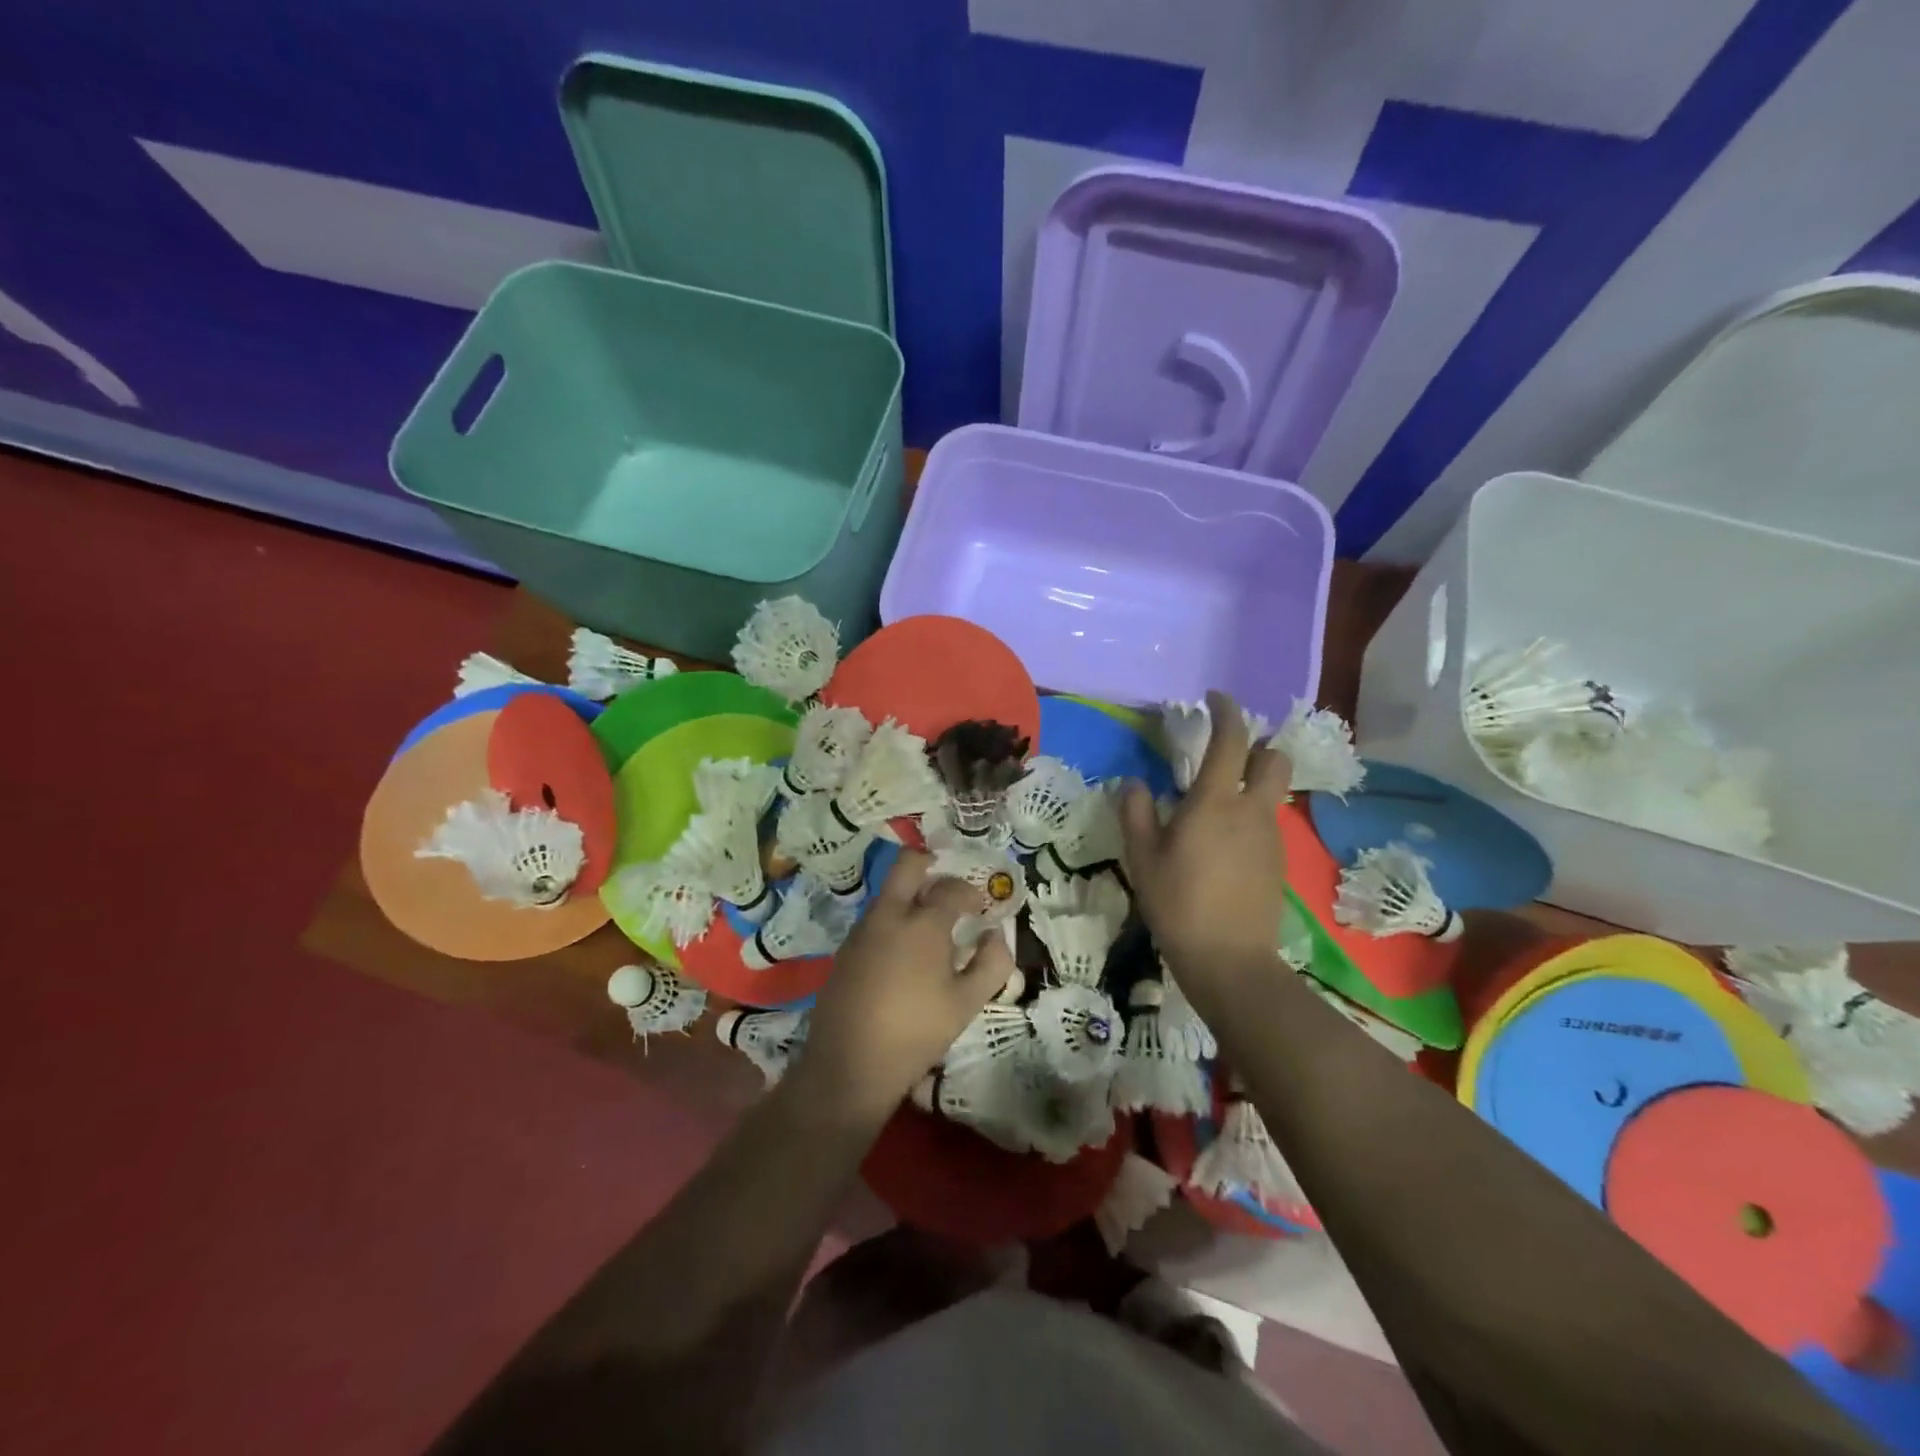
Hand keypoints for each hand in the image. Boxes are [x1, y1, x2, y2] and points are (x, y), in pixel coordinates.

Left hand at [793, 851, 1012, 1123]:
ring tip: (929, 929)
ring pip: (889, 893)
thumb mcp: (967, 1003)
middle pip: (907, 865)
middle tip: (948, 887)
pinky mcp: (845, 949)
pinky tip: (902, 955)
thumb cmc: (916, 1032)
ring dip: (910, 896)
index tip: (979, 909)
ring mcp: (862, 930)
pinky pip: (874, 919)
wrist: (849, 1064)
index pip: (952, 888)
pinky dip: (893, 922)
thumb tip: (996, 935)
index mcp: (923, 923)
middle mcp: (889, 915)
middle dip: (930, 865)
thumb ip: (992, 963)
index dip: (970, 893)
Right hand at [1122, 690, 1289, 1006]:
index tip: (1214, 699)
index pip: (1231, 740)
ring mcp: (1271, 837)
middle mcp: (1252, 810)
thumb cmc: (1178, 903)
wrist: (1230, 960)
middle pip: (1274, 759)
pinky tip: (1224, 844)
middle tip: (1227, 754)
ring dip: (1252, 782)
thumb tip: (1134, 784)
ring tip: (1217, 805)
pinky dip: (1251, 816)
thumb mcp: (1142, 858)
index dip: (1226, 711)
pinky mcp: (1279, 862)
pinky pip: (1268, 822)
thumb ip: (1136, 813)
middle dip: (1256, 745)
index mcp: (1216, 802)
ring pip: (1272, 792)